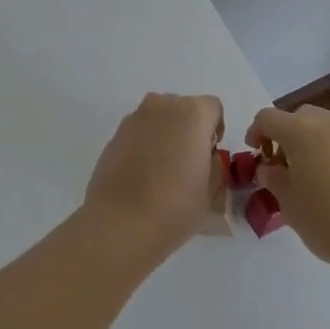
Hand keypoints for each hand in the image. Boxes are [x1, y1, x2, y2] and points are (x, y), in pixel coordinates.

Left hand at [83, 93, 225, 257]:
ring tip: (162, 170)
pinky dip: (144, 144)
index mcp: (193, 113)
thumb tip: (204, 156)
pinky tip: (142, 174)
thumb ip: (214, 164)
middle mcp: (163, 105)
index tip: (209, 156)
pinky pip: (139, 131)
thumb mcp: (211, 190)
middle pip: (184, 109)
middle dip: (189, 129)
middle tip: (188, 163)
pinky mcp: (115, 133)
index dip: (214, 130)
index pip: (213, 108)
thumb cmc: (175, 207)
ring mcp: (135, 117)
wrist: (121, 223)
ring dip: (165, 134)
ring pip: (159, 118)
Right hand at [248, 105, 329, 272]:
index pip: (268, 118)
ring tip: (306, 176)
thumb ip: (274, 179)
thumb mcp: (289, 203)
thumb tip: (269, 169)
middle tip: (280, 166)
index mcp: (300, 129)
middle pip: (297, 118)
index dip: (256, 132)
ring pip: (321, 128)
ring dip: (308, 143)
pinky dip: (329, 153)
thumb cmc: (328, 219)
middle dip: (284, 137)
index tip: (254, 153)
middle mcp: (327, 122)